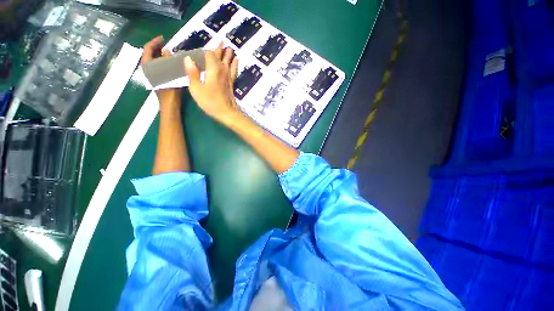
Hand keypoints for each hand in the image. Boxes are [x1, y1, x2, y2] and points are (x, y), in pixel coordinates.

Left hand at [142, 36, 181, 104]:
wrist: (169, 105)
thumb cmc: (170, 91)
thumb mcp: (170, 74)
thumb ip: (167, 61)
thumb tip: (166, 50)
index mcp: (148, 67)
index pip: (148, 49)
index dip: (155, 42)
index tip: (163, 38)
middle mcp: (147, 69)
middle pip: (149, 54)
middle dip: (157, 48)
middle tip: (168, 45)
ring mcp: (151, 74)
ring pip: (153, 60)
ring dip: (160, 55)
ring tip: (170, 52)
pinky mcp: (156, 79)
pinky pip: (157, 66)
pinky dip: (162, 61)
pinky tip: (170, 62)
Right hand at [184, 42, 239, 124]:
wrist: (227, 113)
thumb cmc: (210, 102)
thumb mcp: (196, 89)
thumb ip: (192, 73)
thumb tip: (188, 59)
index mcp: (212, 69)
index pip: (210, 54)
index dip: (208, 49)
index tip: (208, 43)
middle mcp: (222, 70)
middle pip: (221, 56)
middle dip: (220, 48)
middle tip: (221, 40)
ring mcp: (228, 77)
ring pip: (229, 62)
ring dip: (228, 55)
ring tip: (230, 48)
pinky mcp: (232, 84)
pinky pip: (234, 71)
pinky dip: (235, 65)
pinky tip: (236, 61)